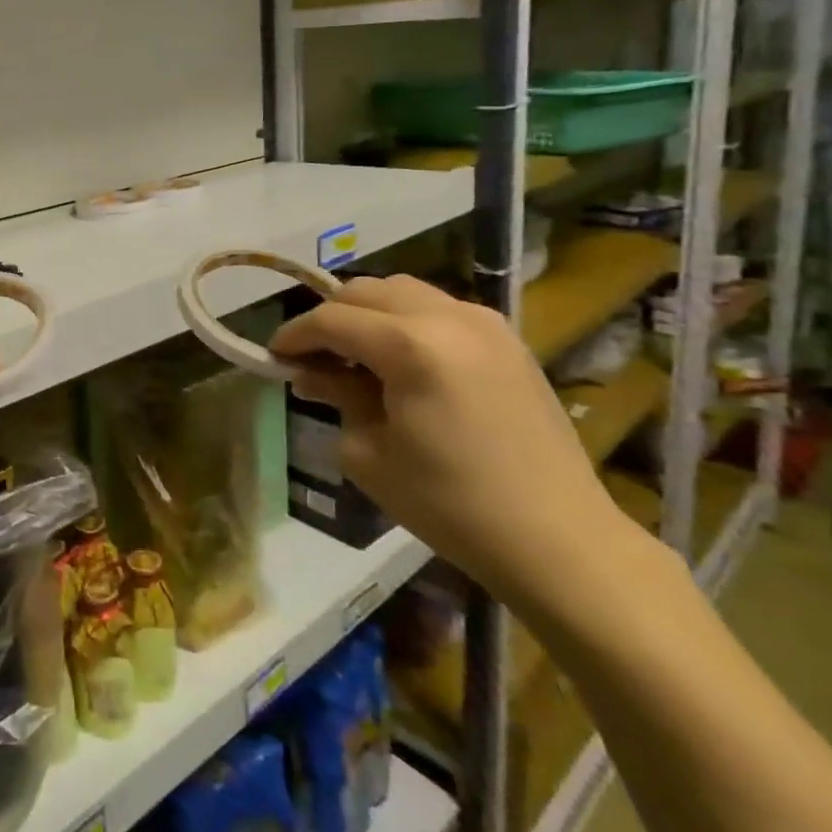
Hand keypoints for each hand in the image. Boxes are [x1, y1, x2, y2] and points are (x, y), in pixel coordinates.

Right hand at [269, 275, 626, 606]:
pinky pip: (439, 309)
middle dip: (329, 317)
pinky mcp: (508, 341)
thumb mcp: (369, 453)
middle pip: (365, 292)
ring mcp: (485, 324)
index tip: (273, 356)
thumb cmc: (450, 503)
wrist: (558, 540)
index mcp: (410, 345)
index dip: (294, 335)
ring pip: (403, 291)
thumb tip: (311, 372)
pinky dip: (406, 320)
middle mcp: (448, 317)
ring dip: (368, 313)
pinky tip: (401, 360)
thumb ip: (336, 396)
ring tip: (355, 353)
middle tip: (311, 356)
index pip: (331, 320)